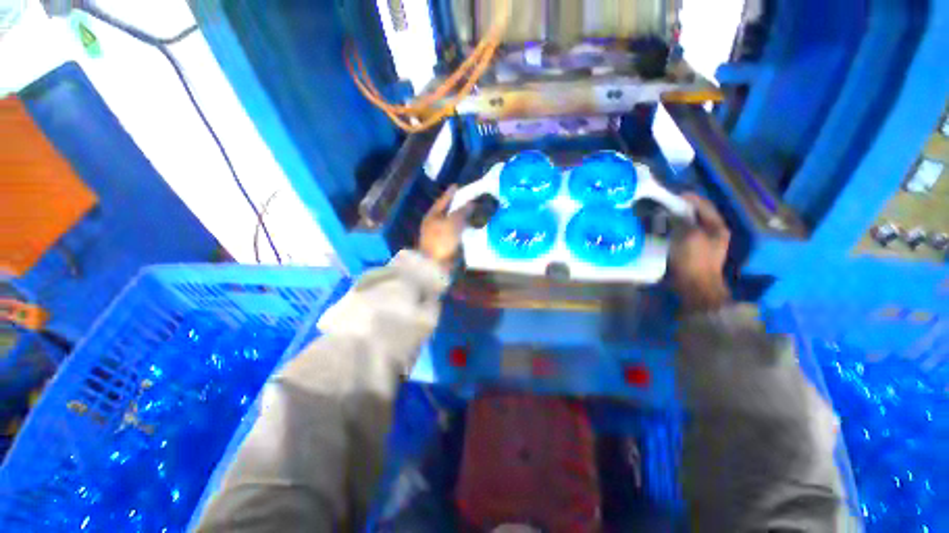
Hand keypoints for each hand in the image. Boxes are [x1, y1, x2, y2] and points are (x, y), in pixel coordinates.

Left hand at [419, 186, 474, 270]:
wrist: (436, 266)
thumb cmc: (442, 240)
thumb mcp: (453, 222)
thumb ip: (463, 211)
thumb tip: (472, 202)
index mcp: (433, 215)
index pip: (443, 200)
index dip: (451, 193)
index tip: (459, 186)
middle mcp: (436, 224)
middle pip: (450, 212)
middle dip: (461, 206)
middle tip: (474, 199)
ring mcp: (442, 236)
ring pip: (456, 223)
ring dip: (466, 219)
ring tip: (478, 212)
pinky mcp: (449, 246)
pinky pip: (459, 234)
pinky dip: (467, 230)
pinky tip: (476, 229)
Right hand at [671, 193, 731, 311]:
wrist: (694, 287)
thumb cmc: (694, 259)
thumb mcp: (689, 235)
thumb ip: (681, 219)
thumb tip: (671, 210)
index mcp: (717, 226)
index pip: (704, 205)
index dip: (688, 198)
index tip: (671, 194)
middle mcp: (712, 233)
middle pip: (695, 215)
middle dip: (679, 209)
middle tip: (662, 206)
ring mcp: (702, 244)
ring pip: (687, 226)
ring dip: (673, 221)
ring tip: (658, 217)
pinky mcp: (691, 253)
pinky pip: (680, 237)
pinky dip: (671, 232)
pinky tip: (660, 232)